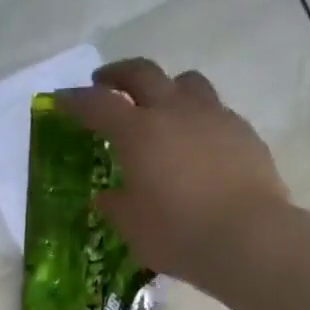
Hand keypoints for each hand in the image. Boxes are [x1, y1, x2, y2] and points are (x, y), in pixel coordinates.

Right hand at [55, 58, 290, 284]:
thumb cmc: (178, 234)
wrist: (247, 237)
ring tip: (160, 106)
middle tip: (106, 83)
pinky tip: (197, 142)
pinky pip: (214, 110)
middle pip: (143, 73)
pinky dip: (197, 117)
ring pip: (185, 82)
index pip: (98, 105)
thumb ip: (117, 205)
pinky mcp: (243, 132)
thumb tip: (108, 196)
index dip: (76, 100)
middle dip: (119, 75)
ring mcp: (213, 116)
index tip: (61, 99)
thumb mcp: (133, 227)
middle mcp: (174, 112)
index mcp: (138, 132)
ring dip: (166, 87)